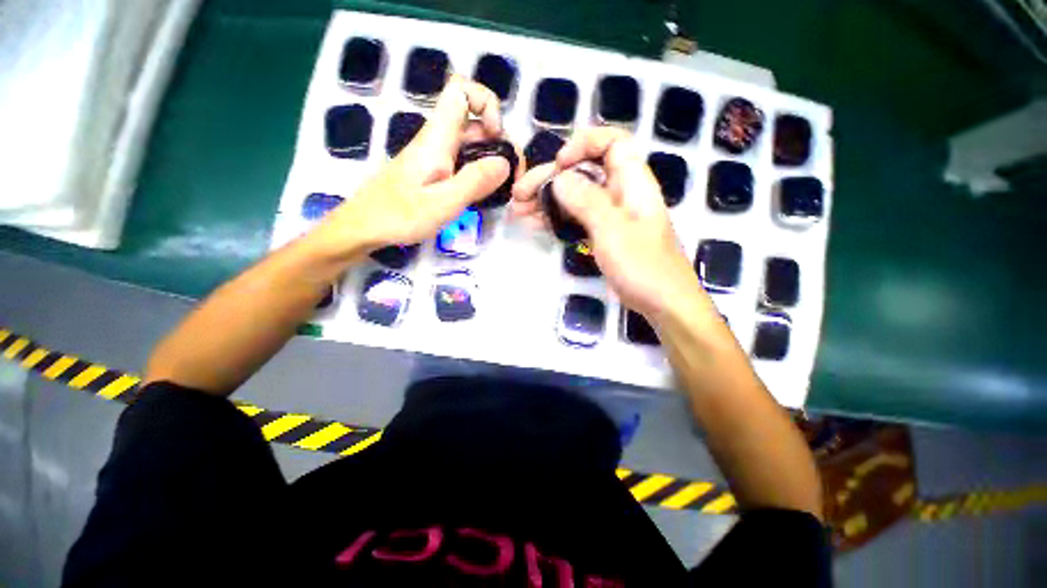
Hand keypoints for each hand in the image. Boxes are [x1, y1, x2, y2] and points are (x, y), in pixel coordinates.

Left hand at [311, 77, 513, 257]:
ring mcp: (437, 156)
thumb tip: (504, 162)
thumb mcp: (443, 203)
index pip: (461, 90)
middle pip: (475, 121)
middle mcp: (438, 140)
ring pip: (473, 143)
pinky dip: (481, 173)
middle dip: (501, 142)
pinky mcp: (435, 171)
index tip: (497, 136)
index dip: (486, 104)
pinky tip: (486, 194)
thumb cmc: (399, 216)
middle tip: (513, 177)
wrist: (365, 227)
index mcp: (437, 139)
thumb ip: (474, 181)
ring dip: (493, 160)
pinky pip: (465, 161)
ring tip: (504, 189)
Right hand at [512, 127, 705, 318]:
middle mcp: (619, 193)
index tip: (559, 165)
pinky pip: (574, 218)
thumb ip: (587, 201)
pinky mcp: (600, 235)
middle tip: (519, 194)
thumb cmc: (643, 266)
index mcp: (632, 182)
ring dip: (546, 199)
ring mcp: (608, 216)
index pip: (612, 142)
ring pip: (574, 196)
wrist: (661, 303)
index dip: (584, 145)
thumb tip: (559, 178)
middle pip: (582, 171)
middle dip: (549, 178)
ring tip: (518, 210)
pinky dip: (554, 218)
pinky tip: (533, 223)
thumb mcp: (613, 230)